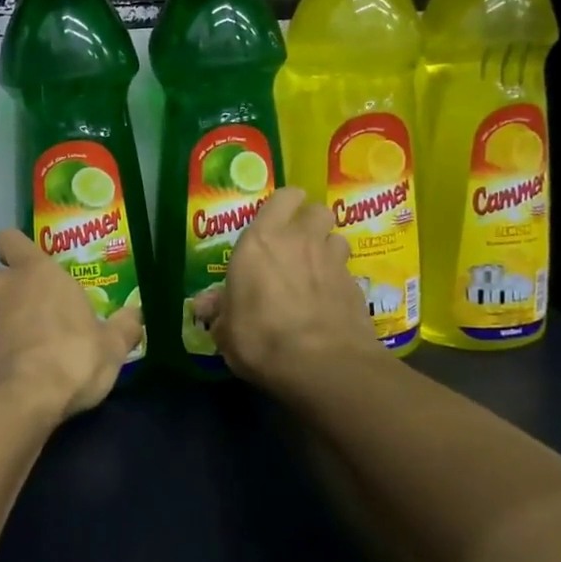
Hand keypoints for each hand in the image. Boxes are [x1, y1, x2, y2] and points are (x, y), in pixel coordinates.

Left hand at [0, 230, 143, 422]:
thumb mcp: (111, 347)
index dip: (14, 248)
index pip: (9, 239)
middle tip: (20, 302)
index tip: (26, 264)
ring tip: (18, 344)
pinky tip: (8, 370)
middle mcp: (1, 288)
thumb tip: (135, 316)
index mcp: (35, 273)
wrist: (17, 402)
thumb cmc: (70, 359)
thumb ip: (123, 327)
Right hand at [193, 188, 380, 392]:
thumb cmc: (261, 338)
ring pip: (336, 238)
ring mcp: (333, 261)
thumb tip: (204, 305)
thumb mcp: (226, 330)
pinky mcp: (356, 286)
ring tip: (315, 272)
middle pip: (316, 211)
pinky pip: (346, 272)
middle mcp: (300, 240)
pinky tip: (329, 304)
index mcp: (261, 241)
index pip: (284, 197)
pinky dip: (338, 282)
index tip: (276, 221)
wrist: (322, 364)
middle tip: (296, 245)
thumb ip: (219, 311)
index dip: (284, 205)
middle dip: (309, 223)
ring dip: (327, 249)